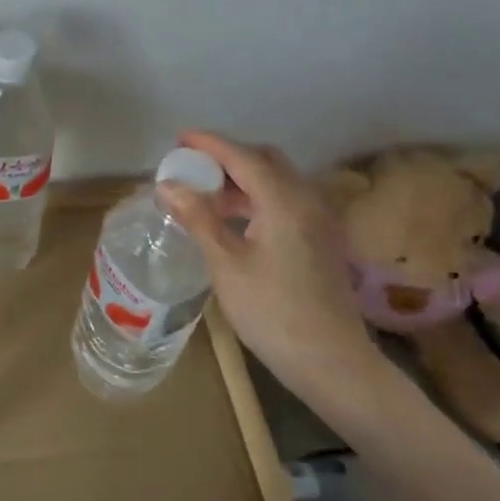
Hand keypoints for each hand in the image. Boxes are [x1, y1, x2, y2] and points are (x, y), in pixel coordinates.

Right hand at [159, 131, 384, 397]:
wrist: (331, 362)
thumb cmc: (272, 312)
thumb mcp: (226, 264)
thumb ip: (198, 218)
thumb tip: (168, 184)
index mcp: (284, 200)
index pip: (242, 156)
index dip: (209, 144)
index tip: (180, 138)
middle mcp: (307, 199)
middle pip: (265, 160)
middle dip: (228, 158)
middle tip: (192, 167)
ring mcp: (319, 220)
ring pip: (278, 181)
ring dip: (242, 179)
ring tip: (205, 196)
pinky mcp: (322, 239)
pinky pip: (286, 201)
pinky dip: (258, 198)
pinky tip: (234, 220)